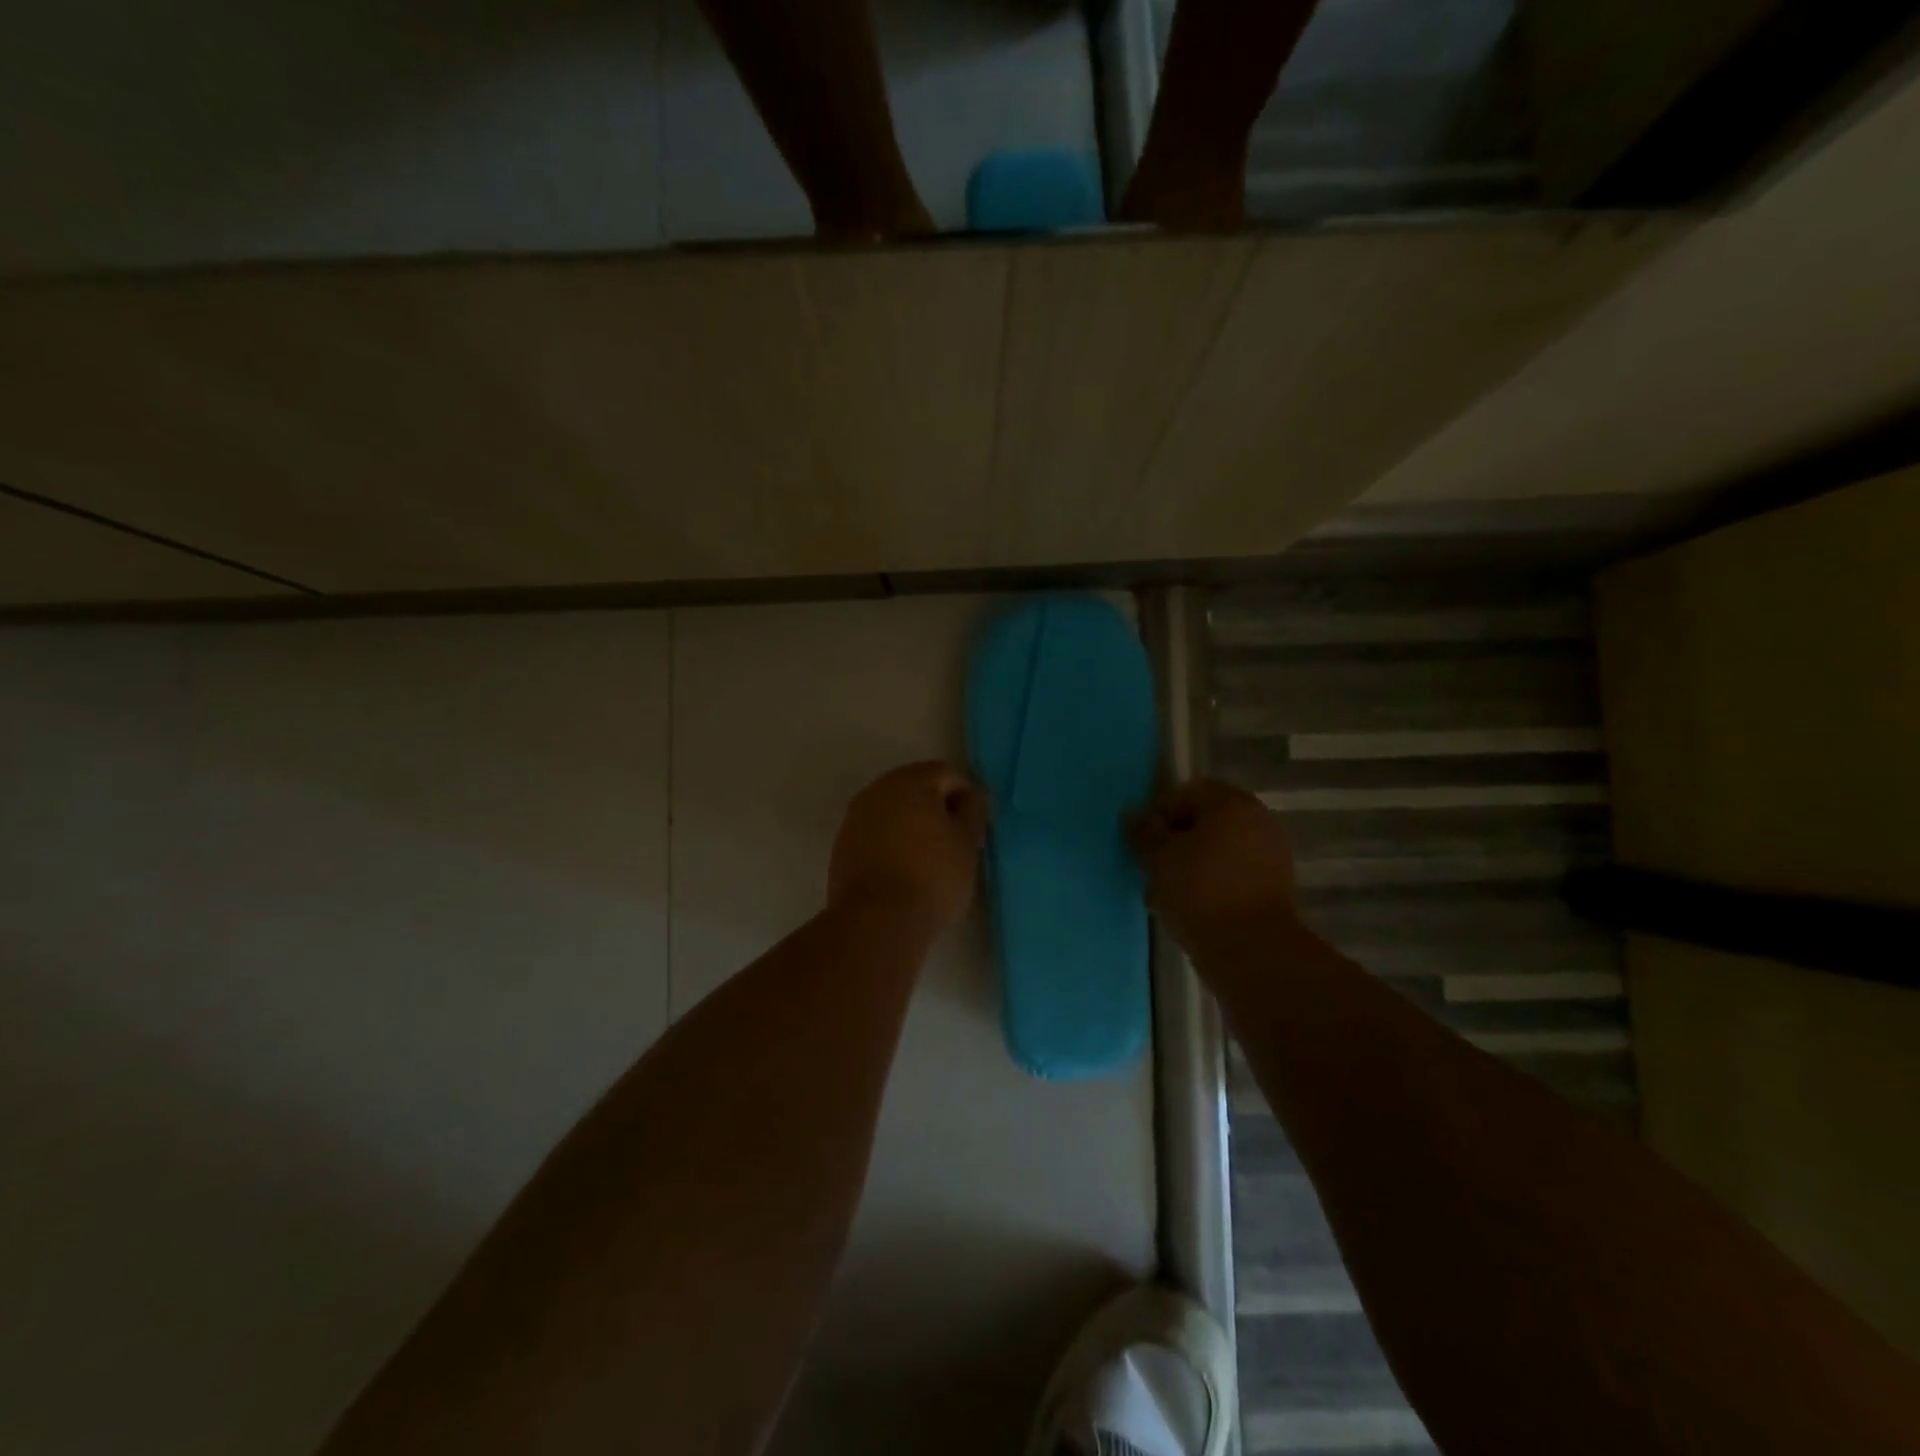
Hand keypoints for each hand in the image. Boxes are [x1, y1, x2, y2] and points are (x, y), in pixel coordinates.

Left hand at [828, 761, 987, 934]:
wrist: (877, 921)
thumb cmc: (932, 875)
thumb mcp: (967, 842)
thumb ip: (973, 811)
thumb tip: (972, 797)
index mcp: (909, 781)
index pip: (946, 773)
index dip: (966, 796)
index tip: (974, 827)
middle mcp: (876, 791)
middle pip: (915, 788)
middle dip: (937, 808)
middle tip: (955, 842)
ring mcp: (854, 818)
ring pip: (893, 811)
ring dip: (912, 826)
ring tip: (930, 859)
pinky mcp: (842, 846)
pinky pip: (875, 833)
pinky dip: (892, 843)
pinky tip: (904, 871)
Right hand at [1130, 779, 1297, 949]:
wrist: (1251, 949)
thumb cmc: (1200, 890)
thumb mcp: (1159, 857)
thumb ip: (1144, 833)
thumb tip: (1135, 818)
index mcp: (1233, 804)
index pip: (1187, 792)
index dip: (1158, 812)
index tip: (1140, 840)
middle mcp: (1257, 822)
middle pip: (1203, 824)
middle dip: (1172, 843)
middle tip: (1148, 867)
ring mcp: (1268, 857)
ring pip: (1214, 853)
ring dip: (1186, 868)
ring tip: (1161, 895)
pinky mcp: (1270, 891)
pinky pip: (1228, 878)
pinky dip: (1206, 887)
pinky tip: (1184, 910)